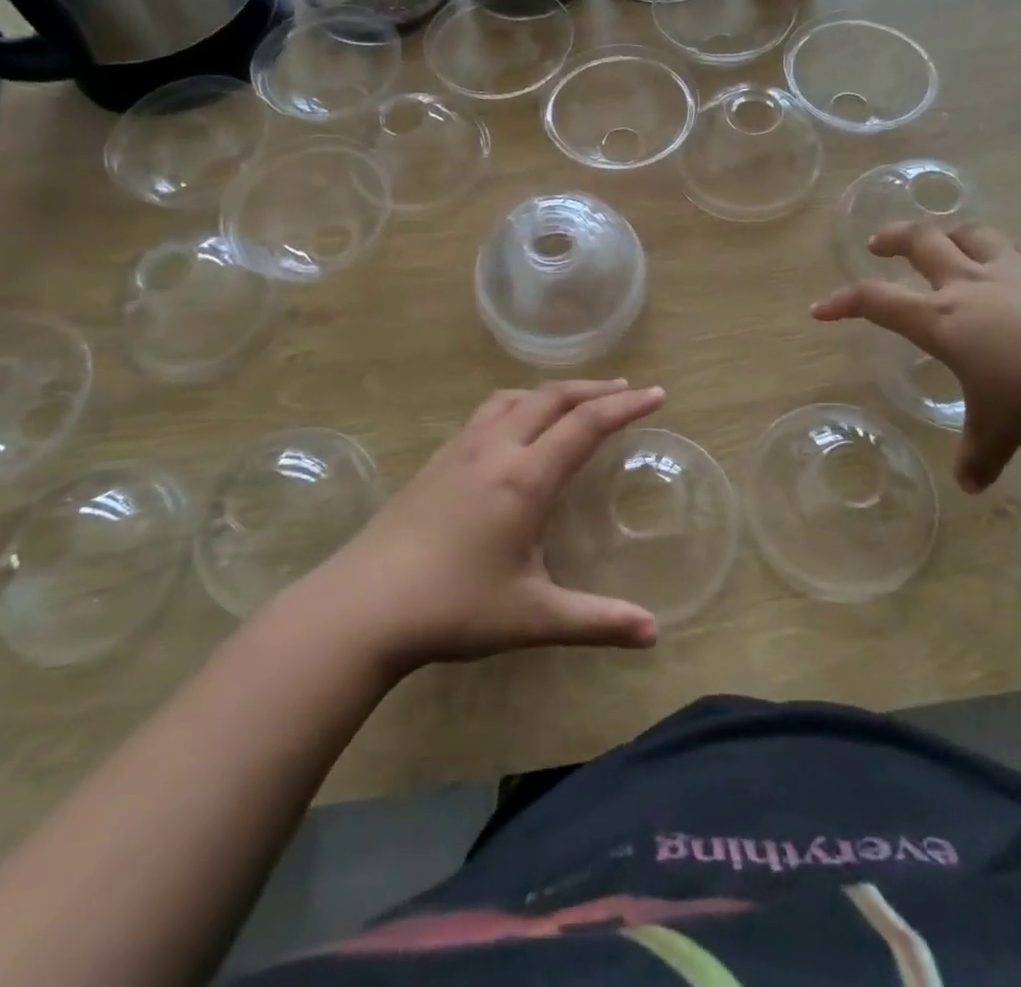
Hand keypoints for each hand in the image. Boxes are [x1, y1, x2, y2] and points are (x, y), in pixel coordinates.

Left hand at [328, 380, 665, 671]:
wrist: (363, 605)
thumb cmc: (454, 607)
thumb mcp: (533, 618)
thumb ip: (596, 621)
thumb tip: (653, 632)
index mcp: (525, 477)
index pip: (586, 424)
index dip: (625, 406)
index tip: (657, 394)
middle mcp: (496, 448)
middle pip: (553, 397)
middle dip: (595, 389)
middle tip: (627, 390)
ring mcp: (461, 449)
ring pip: (515, 397)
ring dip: (553, 392)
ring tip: (576, 401)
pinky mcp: (437, 459)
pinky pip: (488, 411)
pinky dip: (520, 403)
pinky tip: (516, 426)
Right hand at [812, 223, 1020, 492]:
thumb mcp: (1003, 429)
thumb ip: (981, 454)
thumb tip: (971, 487)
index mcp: (943, 320)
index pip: (877, 302)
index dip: (843, 302)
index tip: (820, 309)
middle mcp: (971, 285)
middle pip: (921, 242)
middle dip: (893, 237)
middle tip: (877, 242)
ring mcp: (1017, 270)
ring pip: (973, 234)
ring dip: (952, 234)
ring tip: (946, 242)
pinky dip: (1013, 253)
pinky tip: (1019, 264)